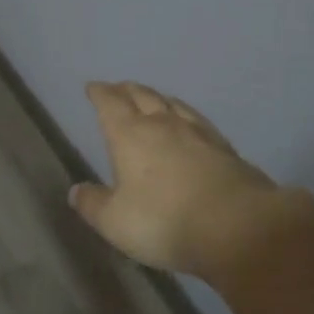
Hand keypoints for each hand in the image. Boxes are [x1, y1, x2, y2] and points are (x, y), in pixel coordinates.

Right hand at [68, 81, 281, 278]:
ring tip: (152, 98)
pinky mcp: (224, 147)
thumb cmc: (165, 221)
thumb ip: (93, 205)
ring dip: (158, 98)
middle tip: (119, 88)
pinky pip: (198, 120)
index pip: (110, 104)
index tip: (93, 87)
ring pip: (172, 104)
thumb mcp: (116, 222)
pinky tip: (190, 123)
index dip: (100, 93)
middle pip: (142, 96)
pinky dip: (185, 115)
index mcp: (130, 135)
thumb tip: (75, 190)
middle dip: (127, 90)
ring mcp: (197, 133)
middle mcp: (162, 124)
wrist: (237, 226)